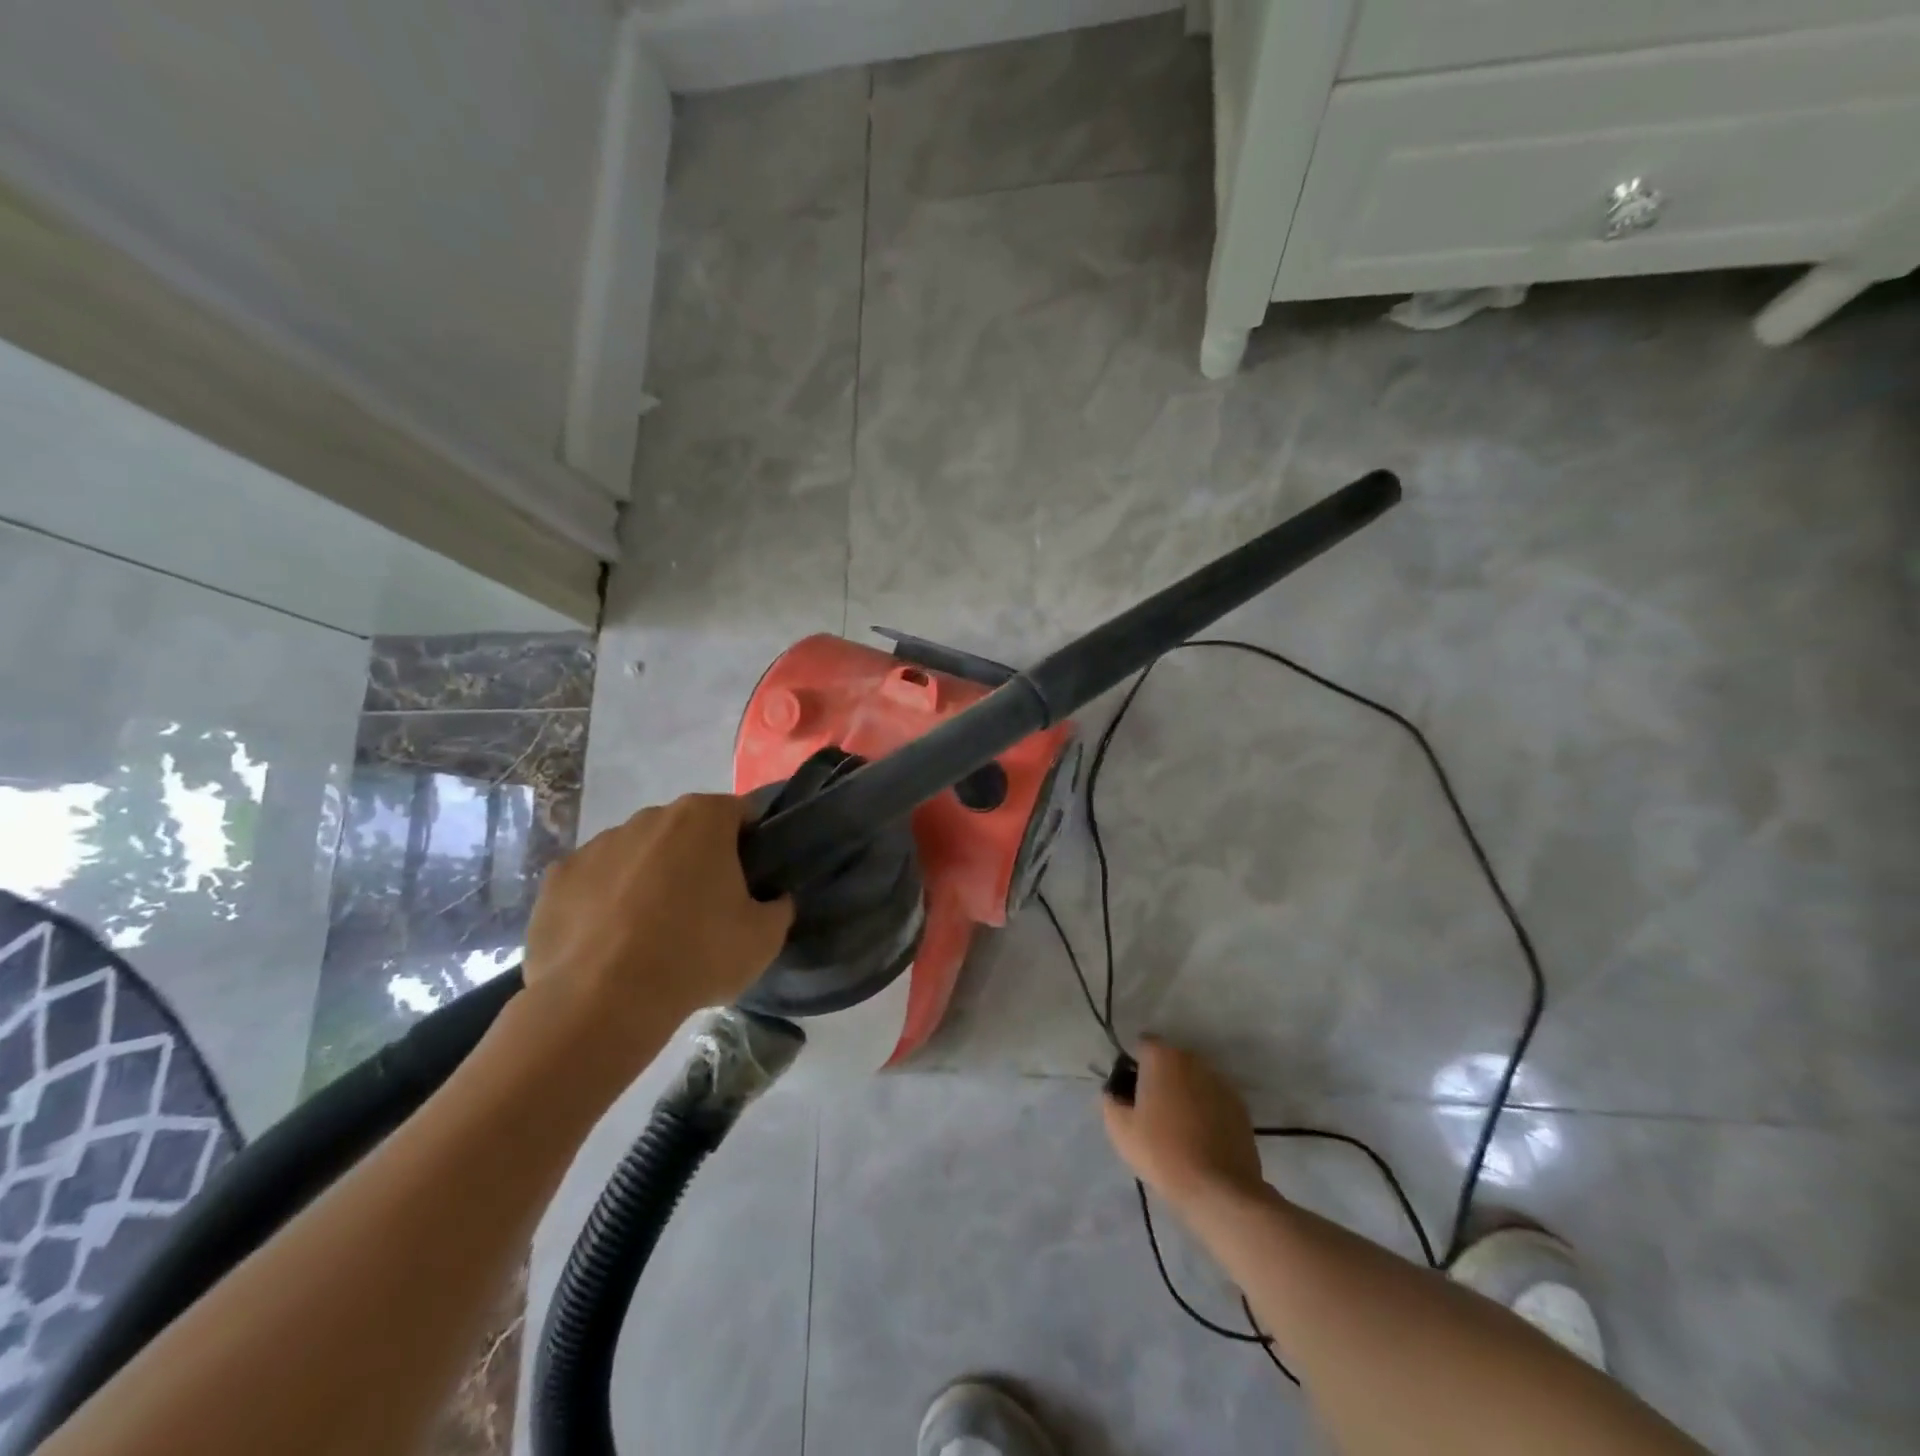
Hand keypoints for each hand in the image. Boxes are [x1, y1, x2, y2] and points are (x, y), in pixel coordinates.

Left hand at [524, 794, 793, 1035]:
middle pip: (686, 831)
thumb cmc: (696, 956)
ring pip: (638, 854)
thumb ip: (778, 906)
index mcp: (703, 818)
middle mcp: (649, 817)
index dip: (751, 844)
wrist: (601, 1003)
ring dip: (649, 879)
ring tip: (652, 934)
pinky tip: (610, 943)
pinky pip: (594, 882)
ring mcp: (597, 845)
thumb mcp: (765, 938)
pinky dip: (605, 902)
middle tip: (706, 910)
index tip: (752, 881)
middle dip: (697, 860)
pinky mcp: (556, 879)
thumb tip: (773, 899)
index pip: (740, 814)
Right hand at [1102, 1038, 1265, 1208]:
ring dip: (1184, 1093)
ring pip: (1193, 1080)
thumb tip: (1115, 1092)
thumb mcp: (1120, 1129)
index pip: (1142, 1045)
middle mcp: (1193, 1060)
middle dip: (1160, 1078)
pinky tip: (1200, 1139)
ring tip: (1178, 1128)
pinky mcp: (1240, 1106)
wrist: (1219, 1189)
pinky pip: (1213, 1099)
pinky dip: (1205, 1110)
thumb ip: (1110, 1100)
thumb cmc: (1162, 1152)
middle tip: (1151, 1111)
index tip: (1130, 1093)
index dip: (1134, 1065)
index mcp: (1162, 1057)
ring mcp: (1220, 1082)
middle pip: (1170, 1060)